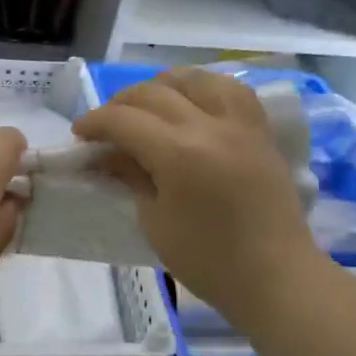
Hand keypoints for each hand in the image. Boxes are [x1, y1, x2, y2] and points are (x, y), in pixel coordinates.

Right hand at [72, 70, 319, 328]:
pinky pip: (231, 90)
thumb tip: (107, 153)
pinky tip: (192, 103)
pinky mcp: (260, 131)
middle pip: (154, 93)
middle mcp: (210, 126)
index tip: (79, 133)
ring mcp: (240, 124)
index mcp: (179, 153)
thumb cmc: (208, 261)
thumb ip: (131, 176)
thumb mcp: (154, 221)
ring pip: (195, 78)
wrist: (276, 277)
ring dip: (163, 85)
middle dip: (121, 103)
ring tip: (149, 106)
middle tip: (106, 126)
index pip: (124, 120)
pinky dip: (204, 88)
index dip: (94, 122)